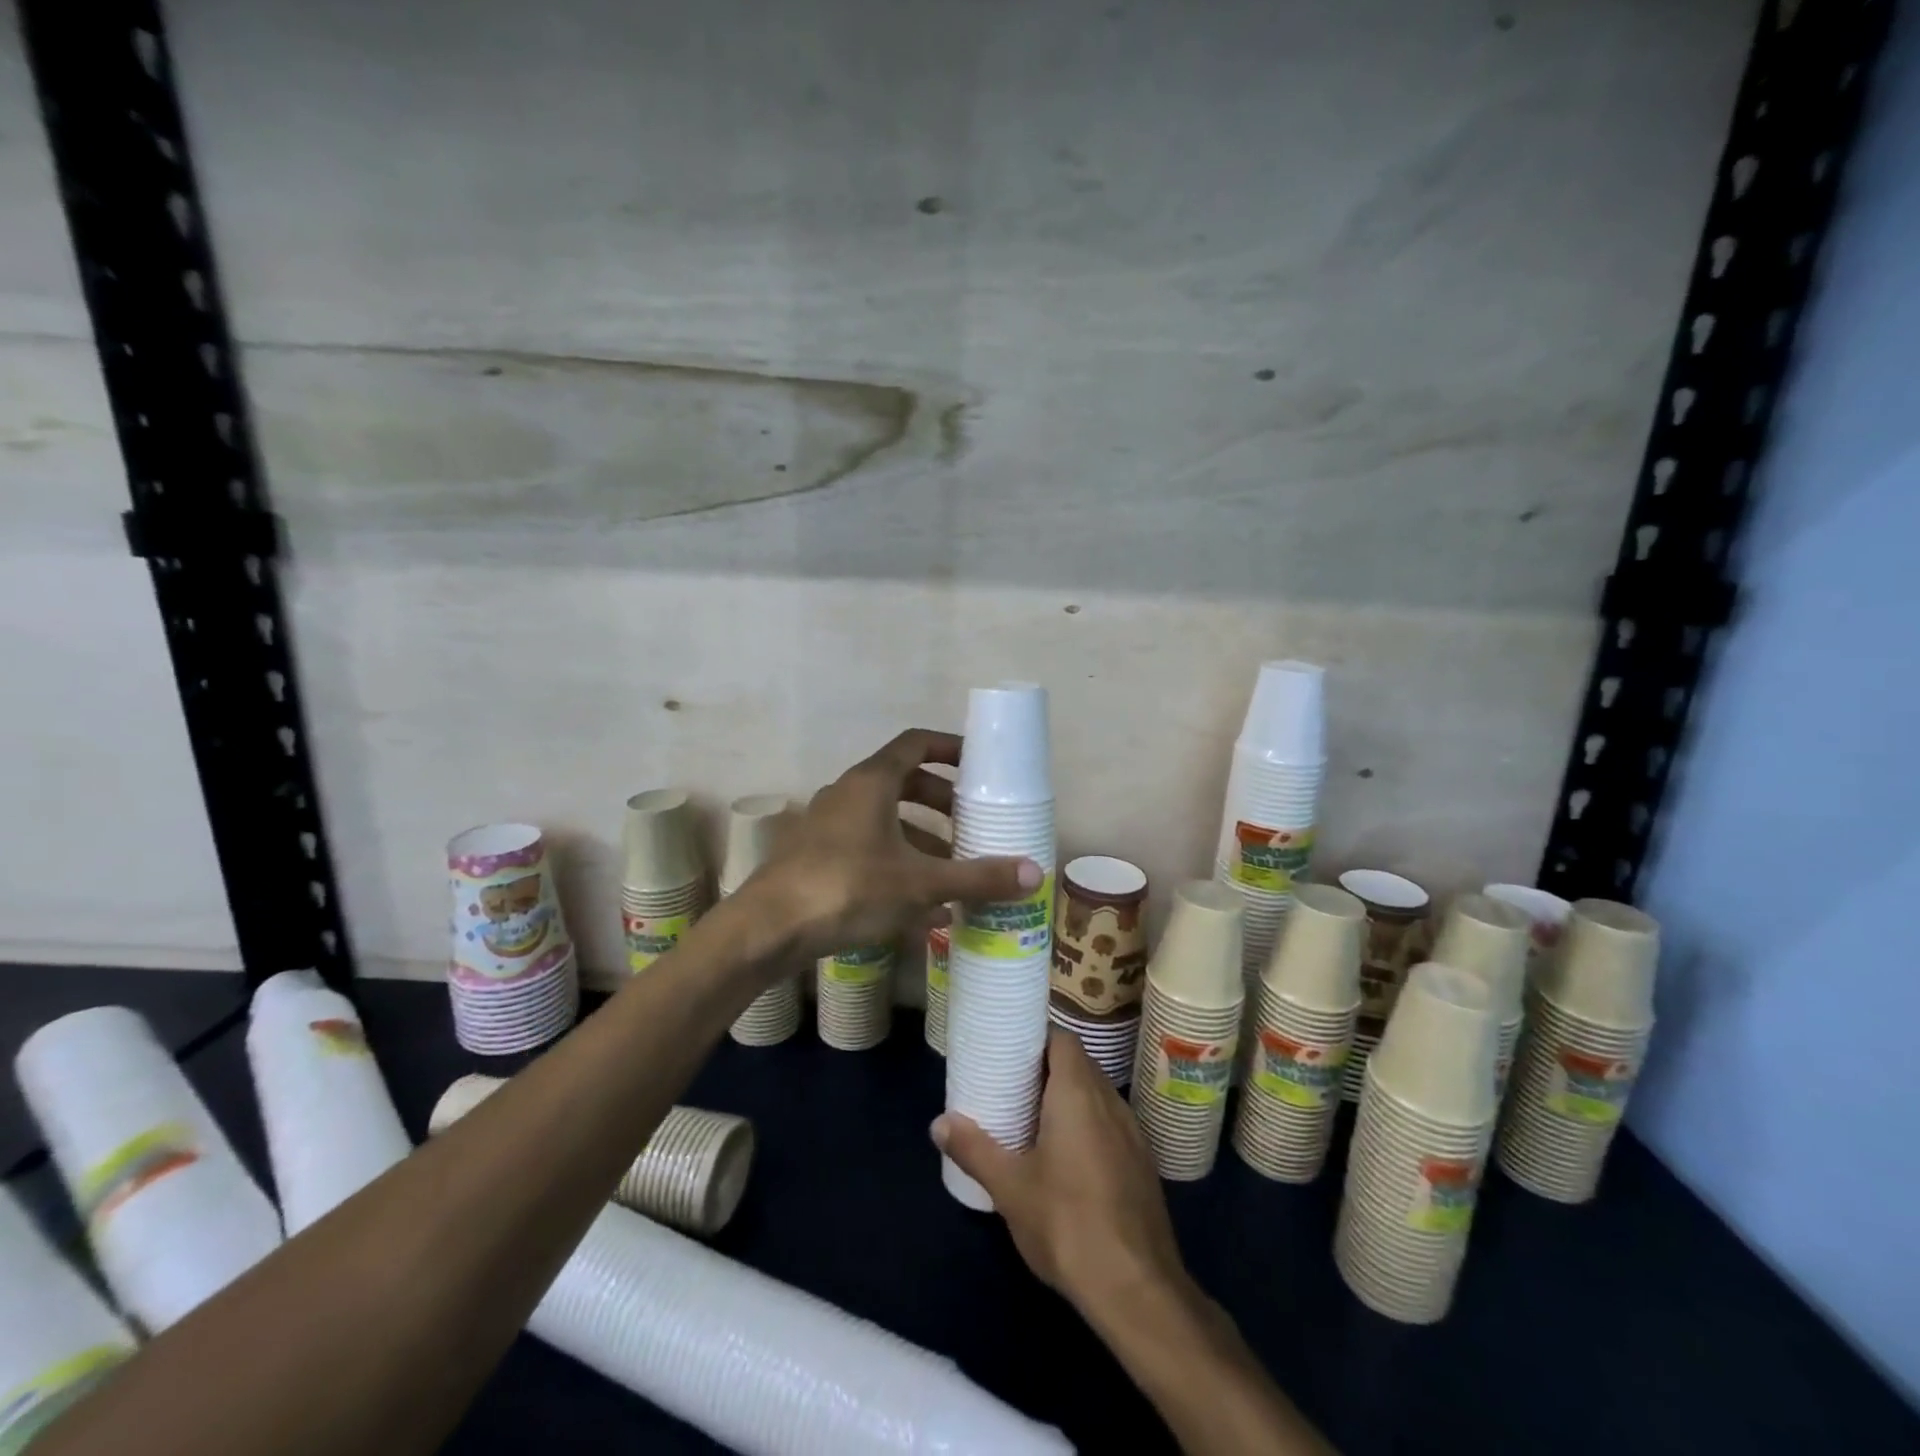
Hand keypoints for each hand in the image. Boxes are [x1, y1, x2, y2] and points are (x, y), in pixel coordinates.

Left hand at [741, 729, 1041, 964]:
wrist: (766, 930)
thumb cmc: (847, 888)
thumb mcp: (920, 884)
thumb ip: (977, 877)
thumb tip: (1035, 874)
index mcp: (871, 782)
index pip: (916, 744)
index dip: (950, 748)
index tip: (979, 764)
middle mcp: (846, 794)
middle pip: (903, 783)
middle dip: (940, 803)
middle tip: (971, 823)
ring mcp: (826, 826)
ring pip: (884, 821)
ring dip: (920, 840)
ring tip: (952, 872)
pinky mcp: (813, 857)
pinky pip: (866, 850)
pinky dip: (895, 865)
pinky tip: (920, 908)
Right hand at [931, 1028, 1190, 1319]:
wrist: (1137, 1289)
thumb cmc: (1067, 1223)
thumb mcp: (1010, 1188)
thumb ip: (974, 1149)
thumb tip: (938, 1123)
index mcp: (1078, 1093)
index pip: (1062, 1040)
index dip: (1038, 1038)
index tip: (1011, 1050)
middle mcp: (1110, 1101)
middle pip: (1079, 1064)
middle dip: (1047, 1069)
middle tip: (1013, 1084)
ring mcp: (1133, 1132)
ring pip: (1097, 1095)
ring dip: (1069, 1098)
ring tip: (1034, 1118)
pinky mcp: (1143, 1163)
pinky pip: (1111, 1124)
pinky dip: (1088, 1125)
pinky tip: (1068, 1159)